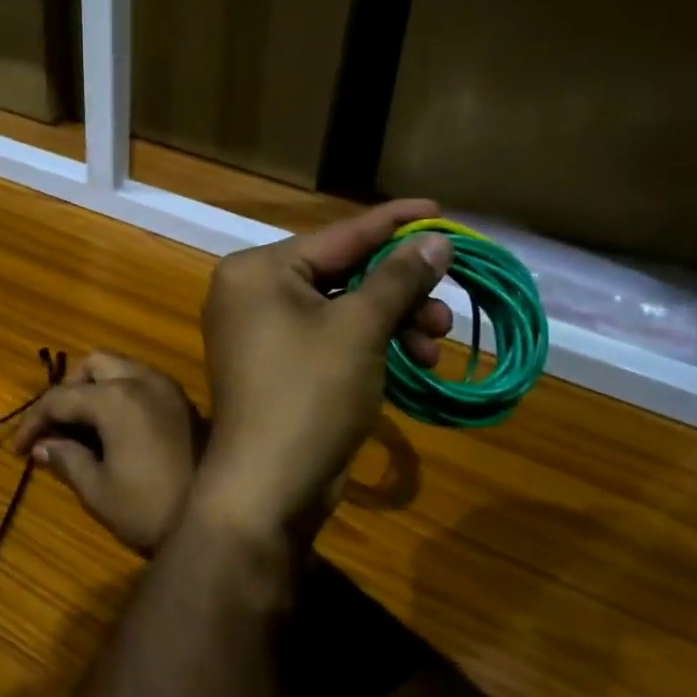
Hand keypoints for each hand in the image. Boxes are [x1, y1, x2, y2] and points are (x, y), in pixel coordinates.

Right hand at [10, 353, 205, 555]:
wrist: (219, 521)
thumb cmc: (150, 508)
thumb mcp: (98, 490)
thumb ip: (66, 459)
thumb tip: (42, 446)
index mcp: (114, 399)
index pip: (59, 397)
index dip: (32, 421)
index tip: (18, 448)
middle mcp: (141, 380)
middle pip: (92, 364)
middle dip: (69, 389)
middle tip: (56, 426)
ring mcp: (167, 387)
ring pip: (121, 367)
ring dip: (96, 387)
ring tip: (83, 425)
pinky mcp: (183, 401)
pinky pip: (142, 380)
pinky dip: (121, 392)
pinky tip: (115, 427)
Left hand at [197, 200, 453, 541]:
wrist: (267, 487)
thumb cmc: (308, 394)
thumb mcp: (359, 329)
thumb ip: (397, 278)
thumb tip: (435, 239)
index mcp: (257, 270)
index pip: (337, 235)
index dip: (392, 224)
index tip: (439, 209)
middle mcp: (251, 292)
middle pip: (341, 273)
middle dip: (399, 291)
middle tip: (444, 308)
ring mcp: (260, 332)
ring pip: (341, 309)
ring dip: (392, 322)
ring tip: (435, 344)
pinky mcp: (276, 366)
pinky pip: (330, 339)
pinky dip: (370, 345)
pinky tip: (414, 361)